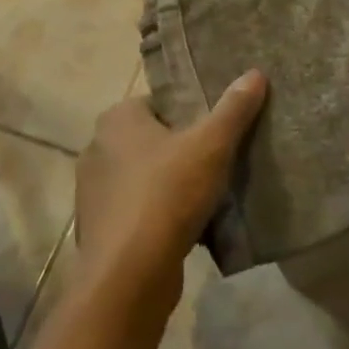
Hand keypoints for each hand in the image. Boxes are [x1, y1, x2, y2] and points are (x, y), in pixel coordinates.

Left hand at [76, 71, 267, 323]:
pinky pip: (137, 211)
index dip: (189, 112)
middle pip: (151, 140)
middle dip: (181, 149)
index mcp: (116, 119)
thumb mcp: (210, 146)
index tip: (216, 127)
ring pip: (144, 178)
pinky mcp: (99, 229)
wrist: (129, 275)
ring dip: (170, 185)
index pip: (158, 102)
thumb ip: (233, 109)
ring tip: (208, 195)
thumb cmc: (167, 194)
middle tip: (219, 159)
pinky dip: (158, 216)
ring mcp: (93, 192)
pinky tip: (187, 228)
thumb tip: (255, 73)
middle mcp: (97, 148)